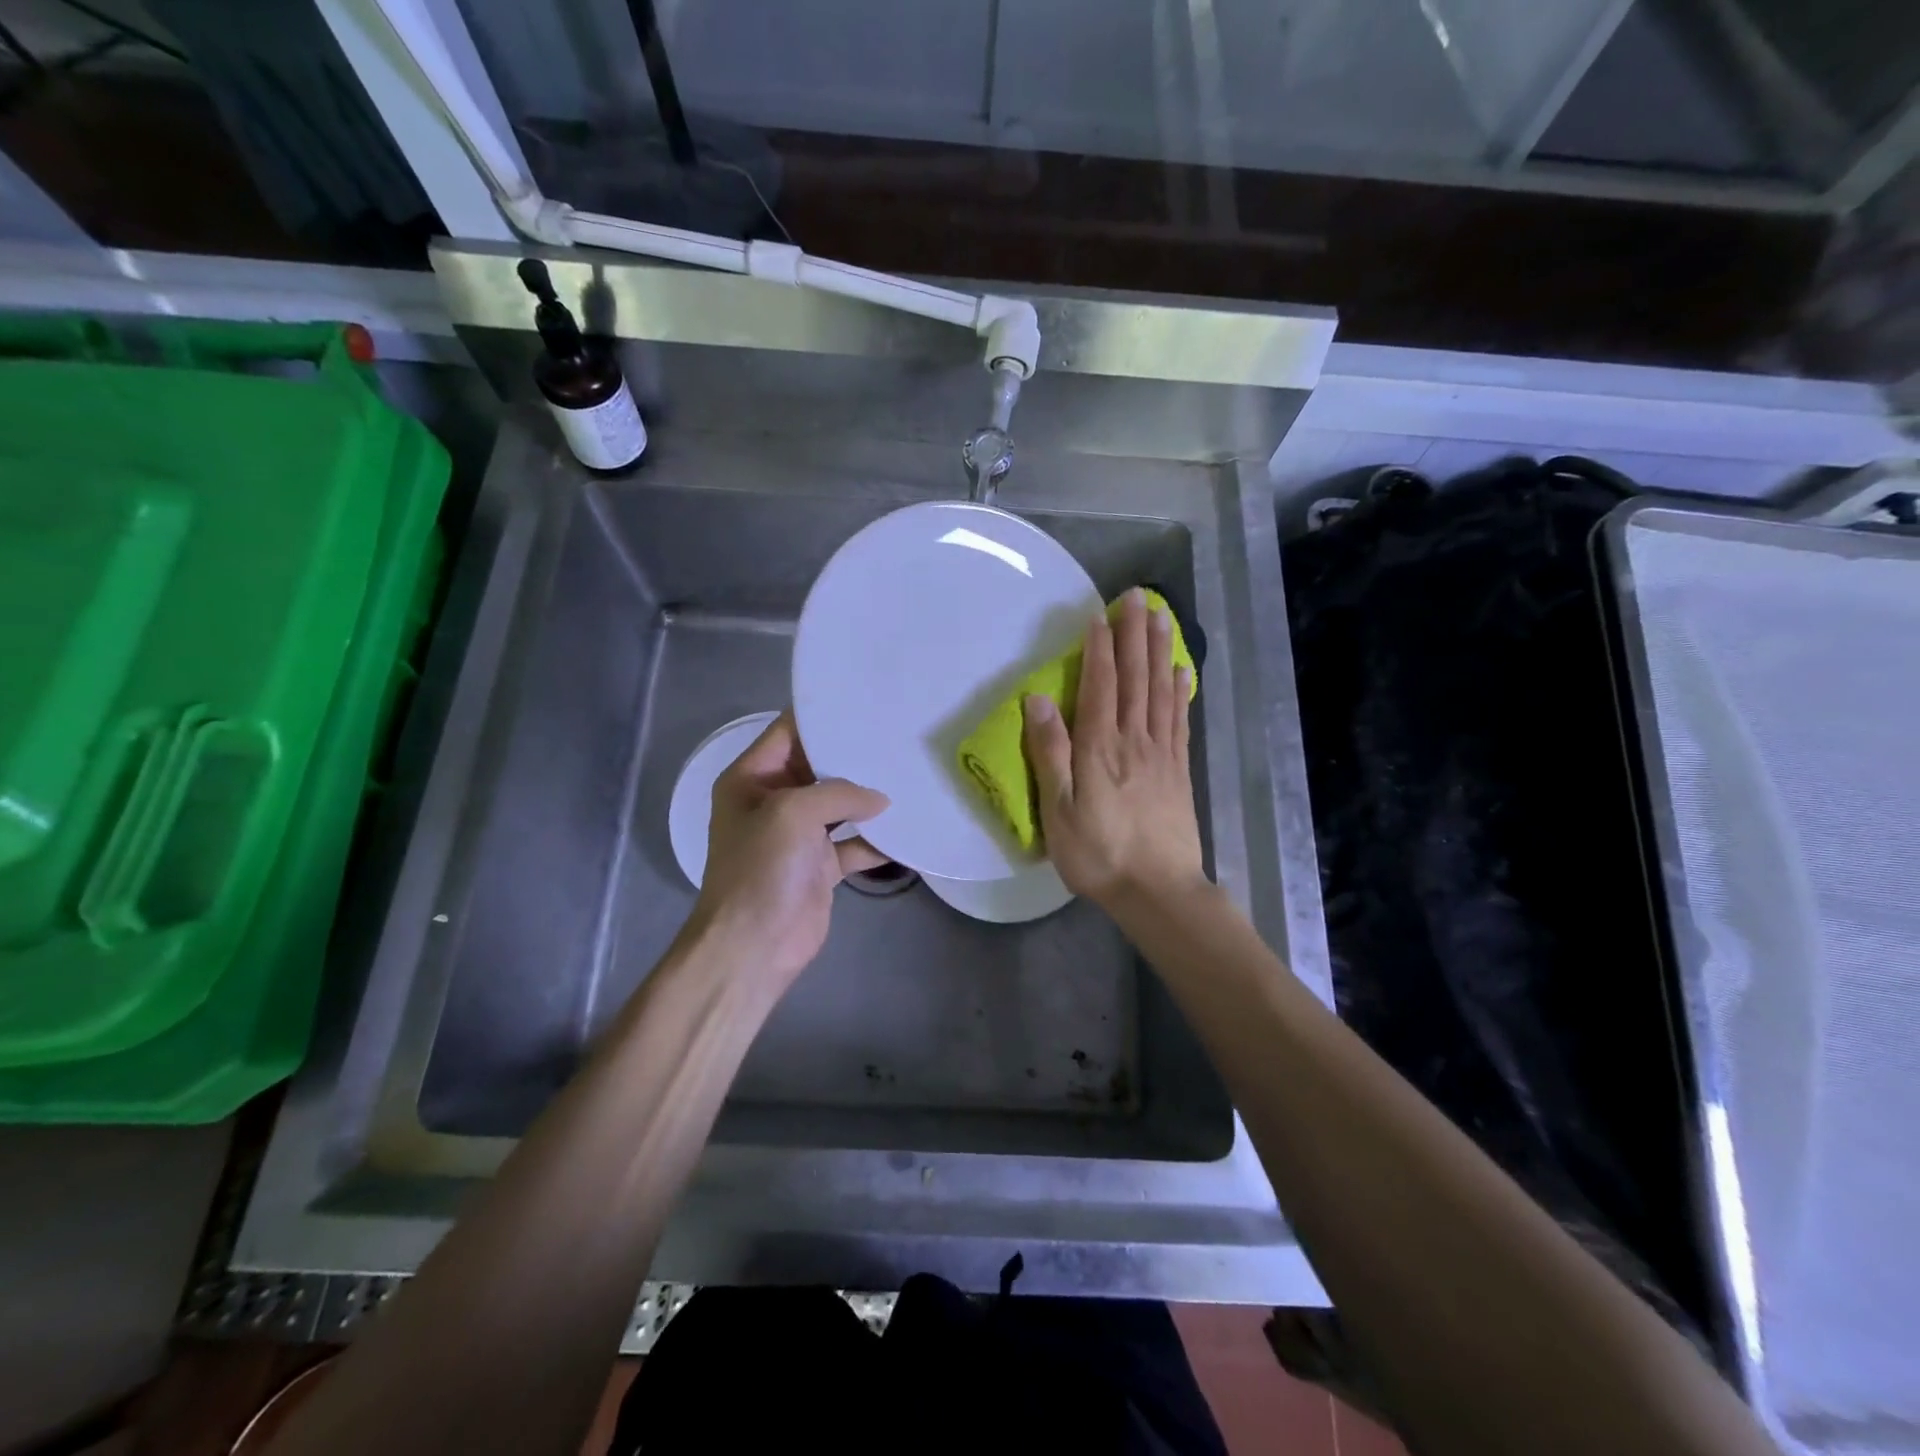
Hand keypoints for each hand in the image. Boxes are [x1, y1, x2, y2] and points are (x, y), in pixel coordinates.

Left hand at [689, 711, 888, 991]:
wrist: (753, 946)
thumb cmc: (761, 869)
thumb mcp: (793, 813)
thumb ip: (839, 793)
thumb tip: (881, 800)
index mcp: (752, 778)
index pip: (788, 732)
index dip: (822, 716)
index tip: (865, 701)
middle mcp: (774, 800)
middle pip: (818, 766)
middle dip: (854, 755)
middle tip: (898, 734)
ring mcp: (798, 835)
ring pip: (840, 804)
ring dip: (869, 796)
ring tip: (909, 772)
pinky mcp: (820, 865)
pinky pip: (854, 843)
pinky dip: (877, 839)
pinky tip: (907, 829)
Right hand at [1022, 589, 1205, 906]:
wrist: (1158, 891)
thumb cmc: (1098, 854)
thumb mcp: (1059, 810)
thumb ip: (1051, 752)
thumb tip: (1039, 699)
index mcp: (1100, 747)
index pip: (1099, 685)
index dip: (1099, 648)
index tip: (1099, 614)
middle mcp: (1134, 740)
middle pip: (1134, 678)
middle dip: (1134, 635)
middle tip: (1137, 597)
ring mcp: (1162, 753)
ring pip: (1159, 690)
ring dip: (1158, 651)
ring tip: (1160, 617)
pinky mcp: (1179, 769)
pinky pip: (1179, 719)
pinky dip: (1179, 690)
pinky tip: (1180, 671)